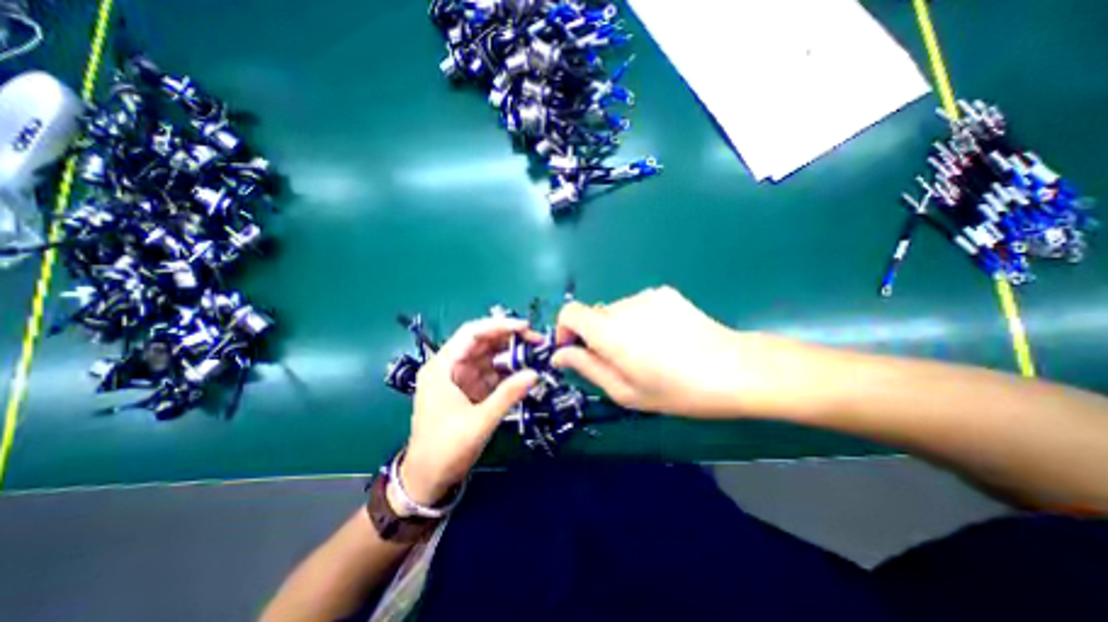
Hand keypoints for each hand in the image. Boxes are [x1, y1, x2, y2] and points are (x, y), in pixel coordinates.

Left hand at [400, 318, 539, 501]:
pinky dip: (506, 370)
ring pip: (488, 356)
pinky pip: (490, 372)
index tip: (524, 327)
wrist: (427, 480)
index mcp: (443, 367)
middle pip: (481, 342)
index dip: (498, 325)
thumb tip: (535, 373)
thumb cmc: (445, 449)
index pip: (471, 333)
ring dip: (510, 354)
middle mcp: (450, 366)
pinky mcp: (469, 389)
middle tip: (536, 340)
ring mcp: (460, 378)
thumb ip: (507, 395)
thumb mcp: (479, 422)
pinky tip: (523, 371)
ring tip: (534, 354)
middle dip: (508, 338)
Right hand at [555, 286, 807, 418]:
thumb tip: (560, 355)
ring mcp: (647, 295)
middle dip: (595, 336)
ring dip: (618, 329)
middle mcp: (624, 306)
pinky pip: (637, 305)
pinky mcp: (665, 293)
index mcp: (610, 332)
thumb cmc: (677, 390)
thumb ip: (587, 368)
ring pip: (616, 311)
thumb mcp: (626, 391)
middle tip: (619, 361)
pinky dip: (638, 320)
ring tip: (646, 351)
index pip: (570, 312)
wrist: (734, 369)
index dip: (565, 329)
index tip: (574, 349)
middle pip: (593, 314)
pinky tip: (663, 338)